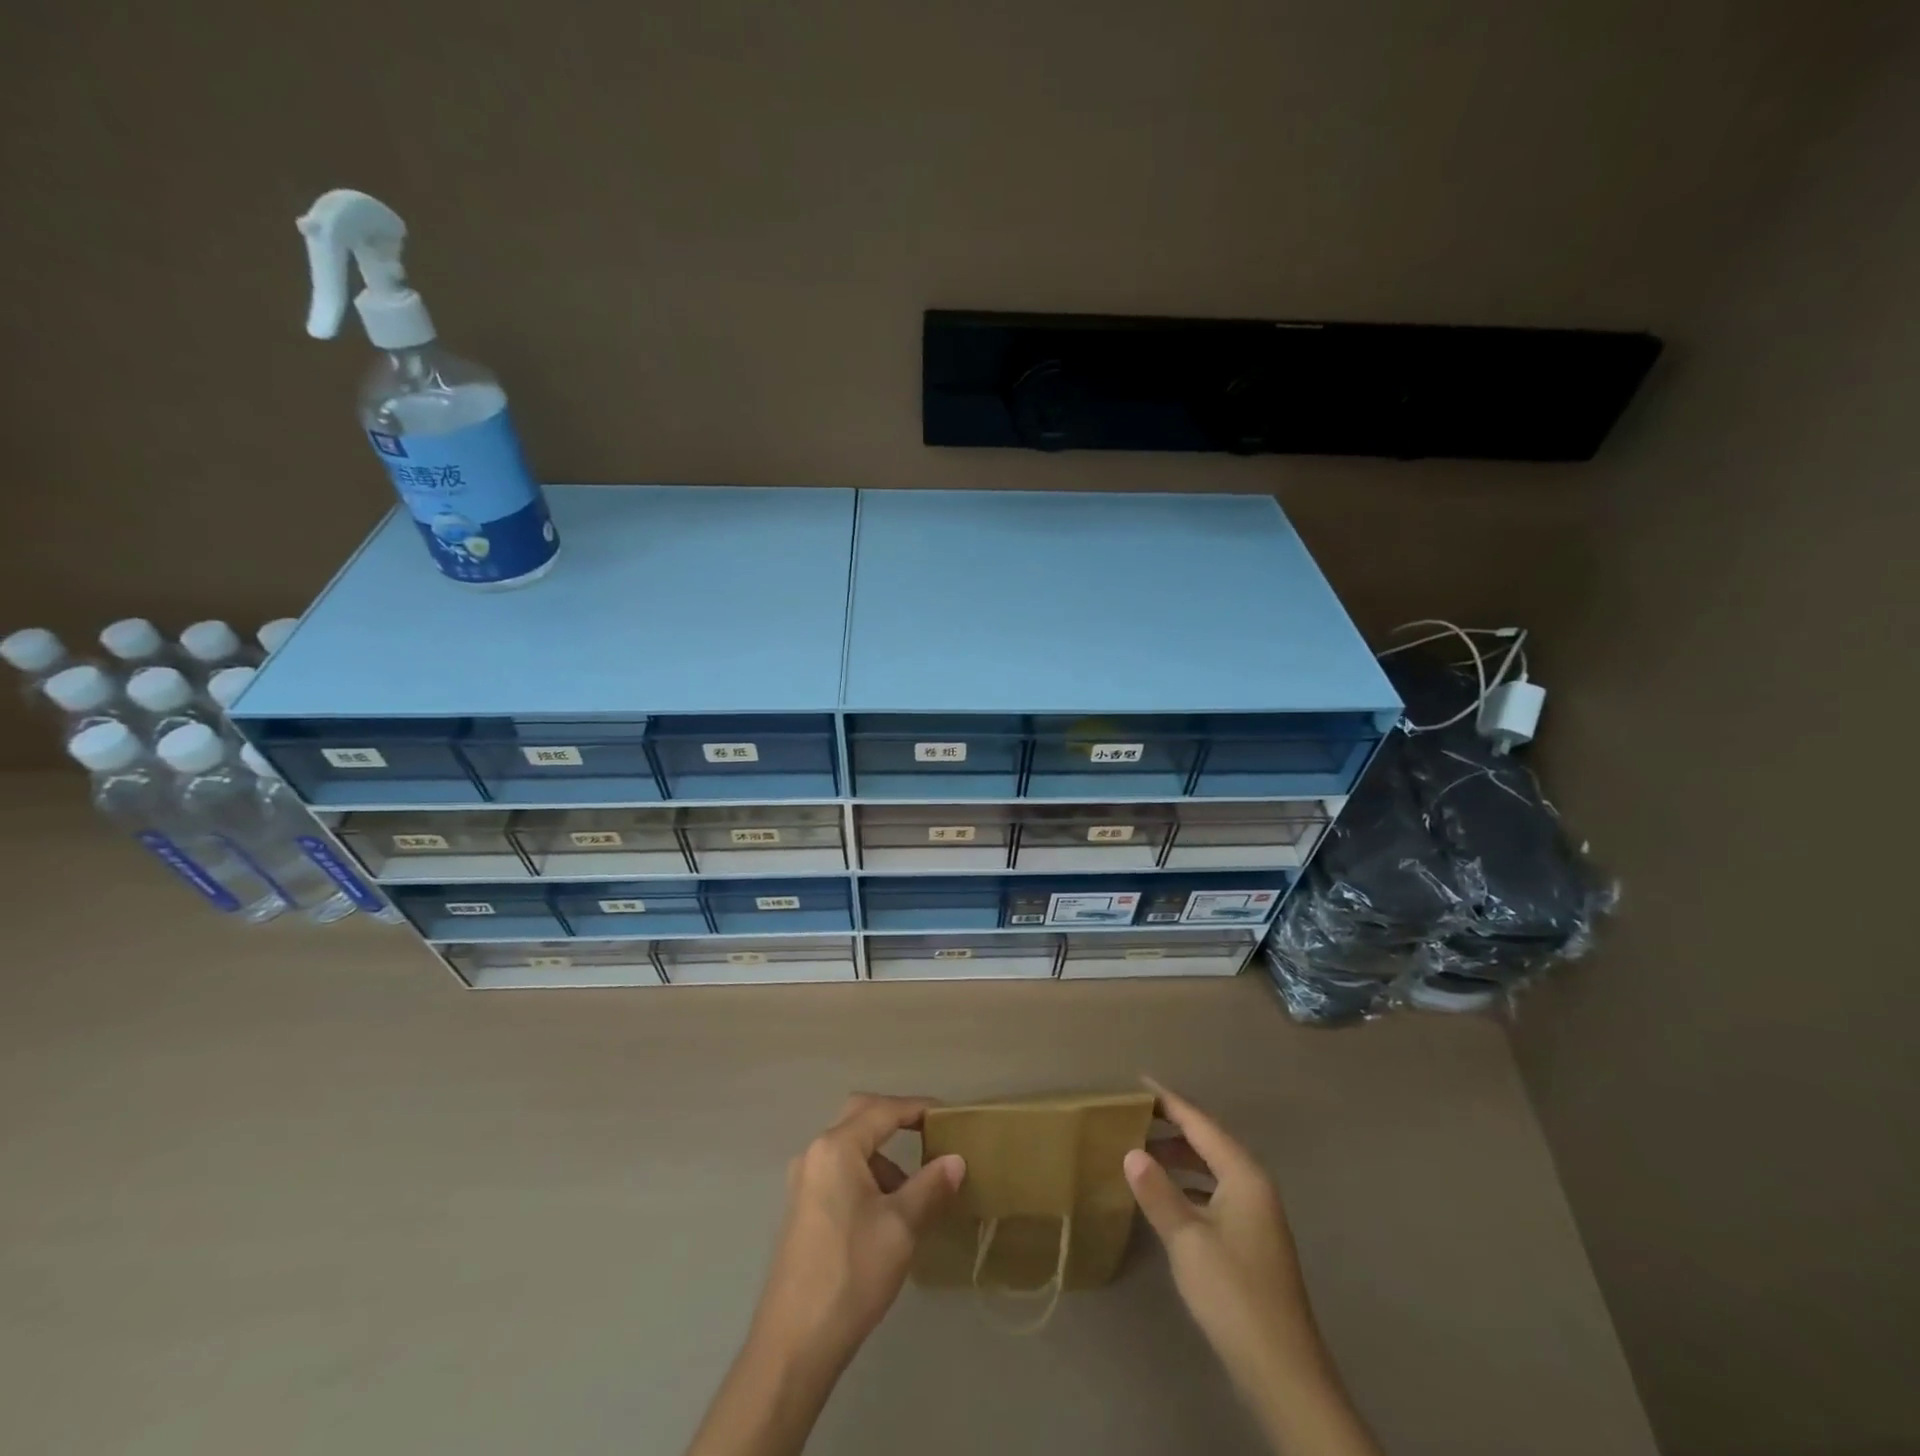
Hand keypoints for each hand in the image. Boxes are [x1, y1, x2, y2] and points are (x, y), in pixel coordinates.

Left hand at [688, 1096, 965, 1455]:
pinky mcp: (802, 1208)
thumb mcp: (901, 1227)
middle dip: (897, 1120)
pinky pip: (839, 1172)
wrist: (794, 1344)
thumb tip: (956, 1160)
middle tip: (930, 1135)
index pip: (884, 1110)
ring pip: (850, 1147)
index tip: (949, 1116)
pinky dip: (867, 1176)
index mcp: (837, 1147)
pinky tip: (887, 1213)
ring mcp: (804, 1181)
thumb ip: (931, 1186)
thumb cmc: (852, 1273)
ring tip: (915, 1190)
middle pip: (861, 1116)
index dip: (919, 1108)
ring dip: (883, 1156)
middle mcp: (815, 1153)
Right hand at [1126, 1082, 1379, 1455]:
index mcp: (1244, 1176)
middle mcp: (1254, 1187)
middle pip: (1208, 1142)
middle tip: (1132, 1114)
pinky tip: (1166, 1195)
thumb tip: (1132, 1152)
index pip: (1201, 1125)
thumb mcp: (1187, 1240)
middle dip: (1172, 1127)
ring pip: (1211, 1169)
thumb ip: (1158, 1192)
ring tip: (1141, 1149)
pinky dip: (1188, 1184)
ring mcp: (1256, 1216)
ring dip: (1179, 1157)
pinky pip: (1214, 1192)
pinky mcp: (1251, 1242)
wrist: (1283, 1373)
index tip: (1138, 1083)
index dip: (1169, 1103)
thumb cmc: (1234, 1294)